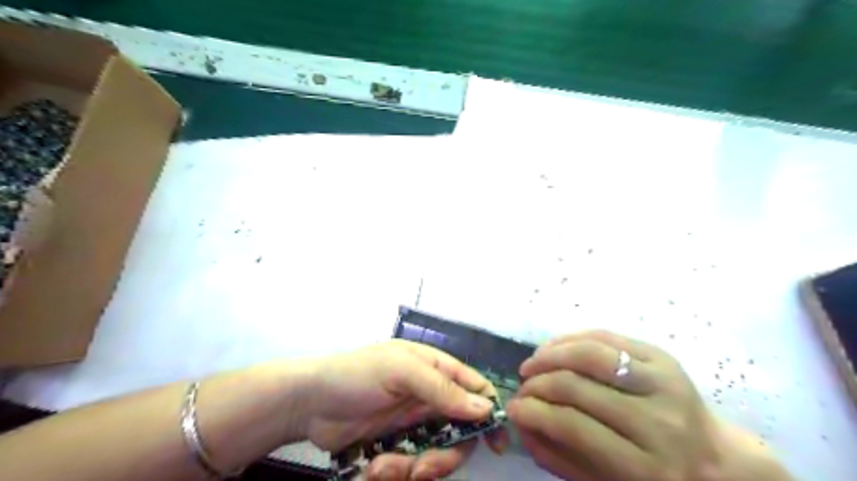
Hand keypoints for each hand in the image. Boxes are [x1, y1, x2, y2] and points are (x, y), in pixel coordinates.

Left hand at [301, 340, 502, 479]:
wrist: (307, 402)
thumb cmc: (356, 375)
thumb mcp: (400, 370)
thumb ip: (441, 388)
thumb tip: (484, 409)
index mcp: (434, 370)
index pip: (474, 388)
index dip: (489, 413)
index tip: (495, 445)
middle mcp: (428, 397)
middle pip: (459, 431)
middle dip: (444, 455)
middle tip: (422, 469)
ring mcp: (412, 423)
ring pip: (435, 454)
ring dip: (413, 468)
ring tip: (384, 468)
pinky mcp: (395, 446)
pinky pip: (410, 467)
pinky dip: (395, 473)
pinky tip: (373, 468)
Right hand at [507, 330, 762, 479]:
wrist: (717, 463)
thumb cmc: (654, 478)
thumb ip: (559, 458)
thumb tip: (520, 422)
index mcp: (645, 468)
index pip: (572, 426)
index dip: (533, 412)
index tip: (512, 408)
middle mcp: (658, 422)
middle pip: (576, 386)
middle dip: (537, 383)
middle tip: (523, 386)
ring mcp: (664, 383)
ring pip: (589, 353)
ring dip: (550, 354)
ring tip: (534, 363)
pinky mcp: (664, 357)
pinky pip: (606, 336)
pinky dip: (571, 338)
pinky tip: (555, 347)